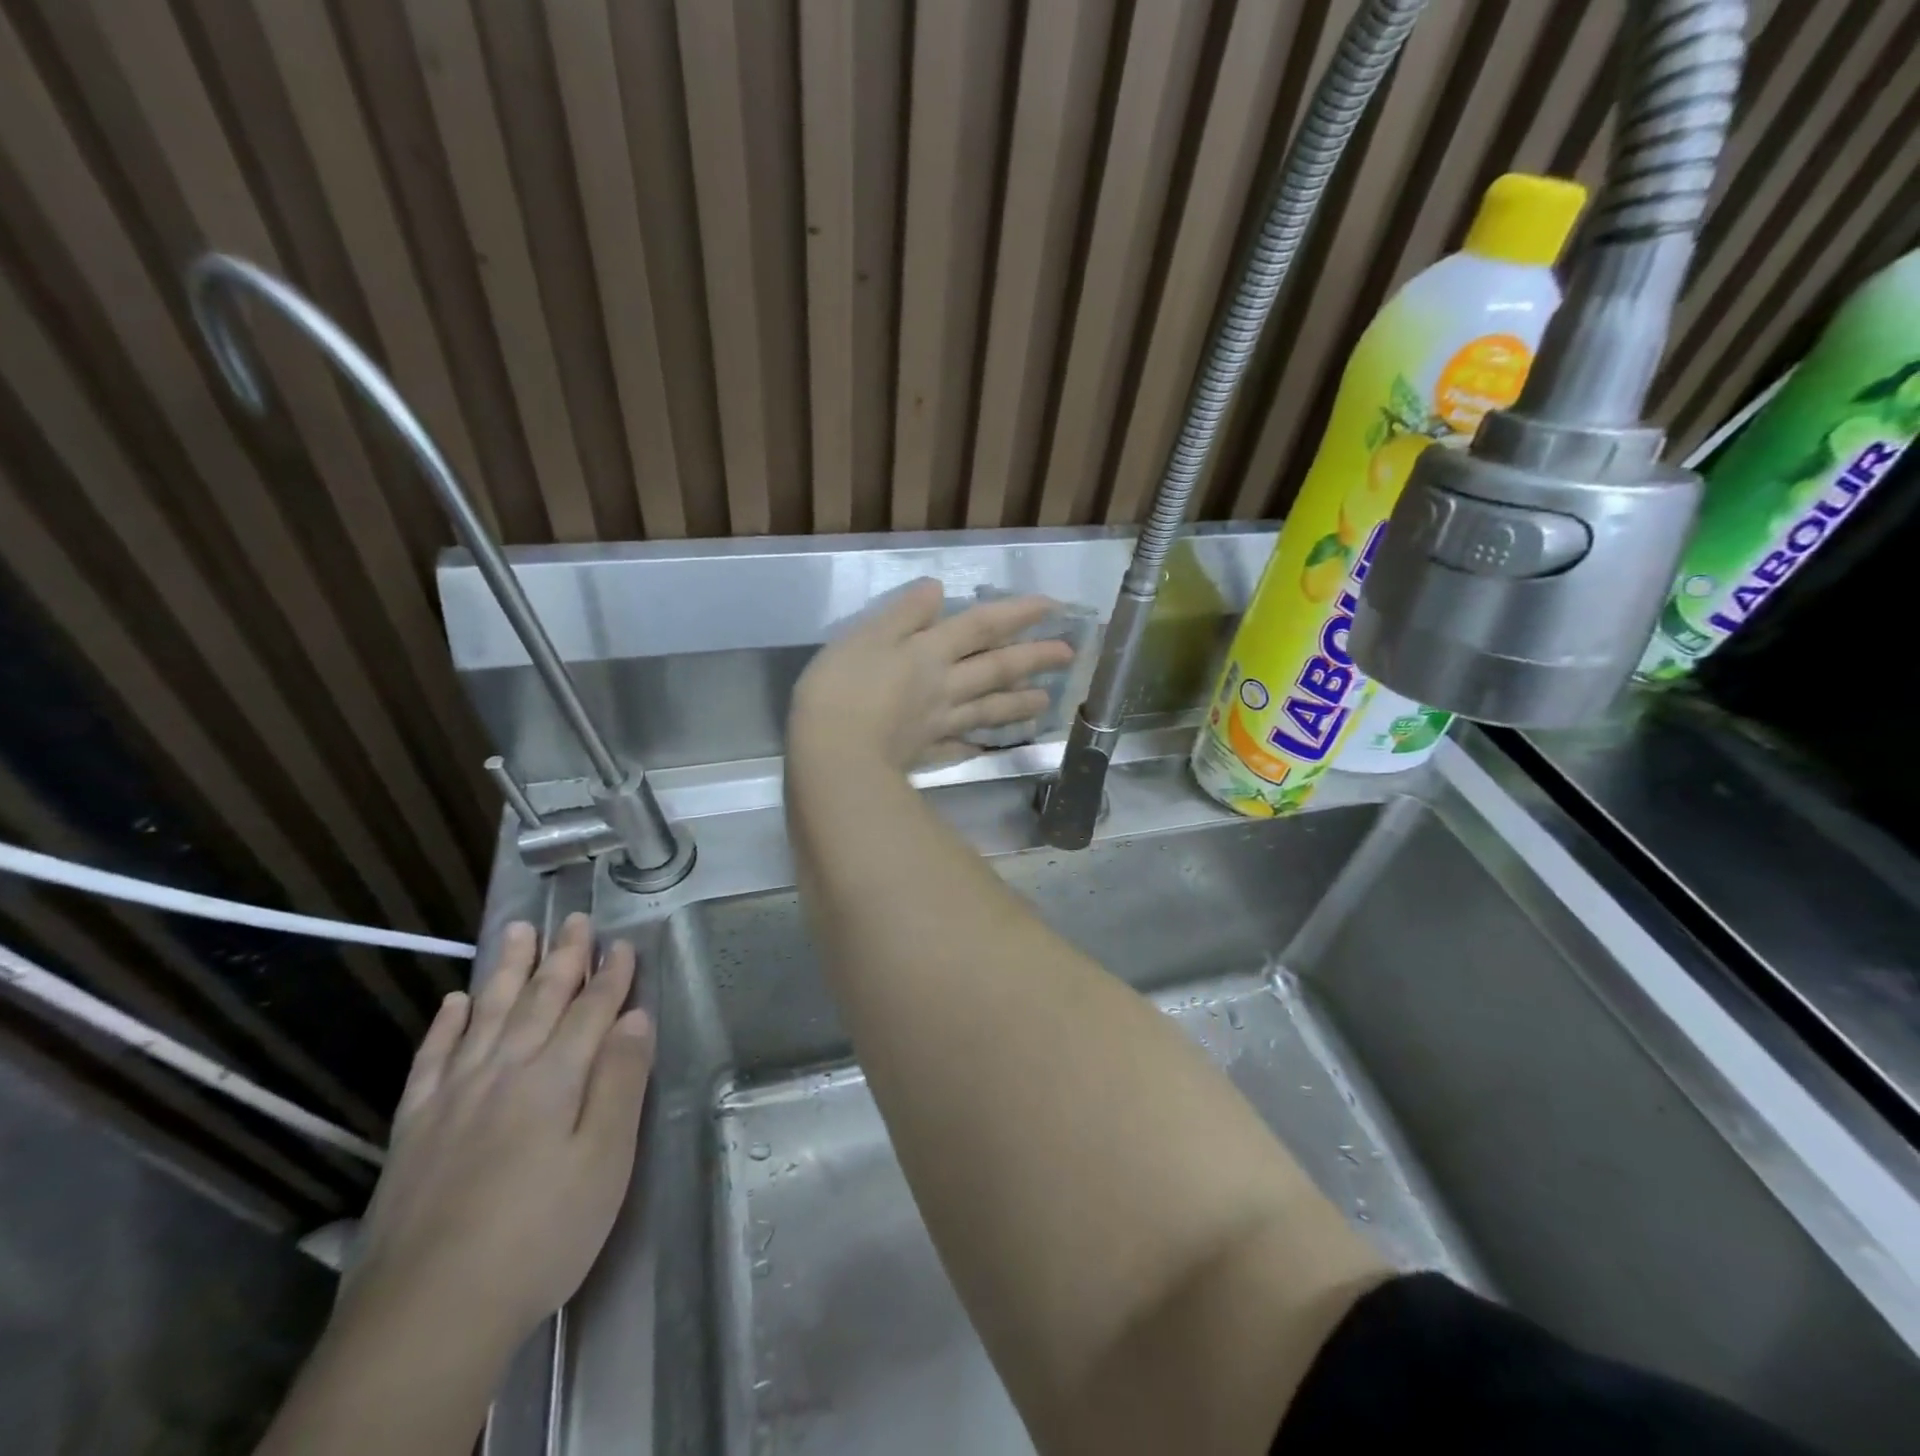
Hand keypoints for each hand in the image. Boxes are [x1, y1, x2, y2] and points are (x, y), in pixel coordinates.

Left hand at [338, 914, 653, 1350]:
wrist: (428, 1316)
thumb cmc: (540, 1235)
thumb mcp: (605, 1161)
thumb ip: (621, 1082)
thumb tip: (636, 1018)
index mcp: (555, 1078)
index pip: (592, 1011)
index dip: (611, 976)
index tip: (623, 943)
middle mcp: (504, 1071)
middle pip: (540, 1001)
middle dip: (563, 958)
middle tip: (575, 919)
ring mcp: (453, 1097)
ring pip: (486, 1015)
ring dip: (507, 972)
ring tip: (517, 932)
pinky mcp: (414, 1129)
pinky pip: (431, 1060)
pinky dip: (445, 1026)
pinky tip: (453, 1002)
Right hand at [789, 579, 1075, 771]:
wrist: (833, 755)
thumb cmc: (840, 688)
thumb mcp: (865, 636)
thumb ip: (903, 613)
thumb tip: (937, 588)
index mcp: (930, 652)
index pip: (981, 626)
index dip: (1017, 613)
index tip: (1053, 607)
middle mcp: (945, 686)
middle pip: (996, 669)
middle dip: (1033, 659)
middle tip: (1068, 655)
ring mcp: (939, 723)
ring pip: (987, 710)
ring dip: (1017, 704)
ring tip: (1045, 701)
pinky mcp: (926, 753)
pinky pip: (958, 748)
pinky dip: (974, 745)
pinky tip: (985, 747)